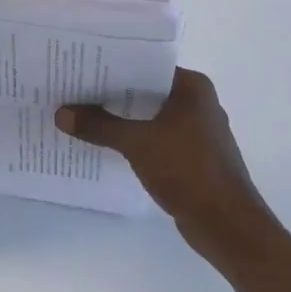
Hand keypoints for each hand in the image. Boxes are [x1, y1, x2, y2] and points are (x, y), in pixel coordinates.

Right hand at [56, 68, 269, 265]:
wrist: (228, 227)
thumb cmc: (188, 170)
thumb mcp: (137, 143)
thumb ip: (99, 126)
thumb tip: (61, 114)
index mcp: (192, 87)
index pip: (145, 64)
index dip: (113, 65)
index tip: (81, 65)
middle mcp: (198, 103)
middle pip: (146, 89)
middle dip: (112, 92)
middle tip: (74, 88)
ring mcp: (197, 131)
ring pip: (150, 115)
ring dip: (122, 117)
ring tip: (83, 114)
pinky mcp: (193, 156)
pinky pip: (156, 137)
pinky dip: (135, 138)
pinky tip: (106, 142)